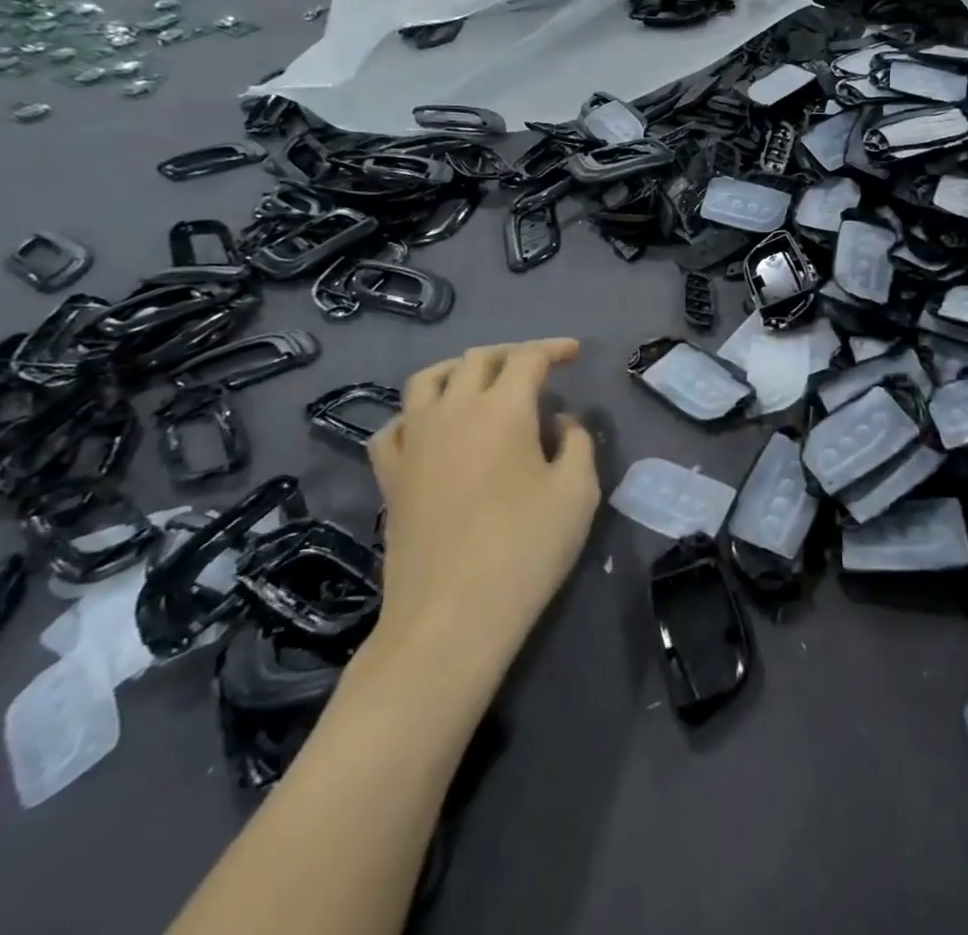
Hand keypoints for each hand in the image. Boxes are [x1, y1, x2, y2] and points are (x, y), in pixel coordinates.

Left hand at [366, 339, 599, 671]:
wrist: (449, 619)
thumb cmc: (525, 551)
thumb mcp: (577, 493)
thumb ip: (577, 443)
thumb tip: (560, 421)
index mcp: (502, 409)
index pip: (528, 358)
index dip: (554, 348)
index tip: (575, 353)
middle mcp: (452, 410)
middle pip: (478, 359)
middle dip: (512, 354)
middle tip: (538, 369)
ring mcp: (414, 441)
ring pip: (428, 379)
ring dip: (460, 370)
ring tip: (481, 383)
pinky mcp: (390, 476)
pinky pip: (395, 425)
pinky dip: (416, 413)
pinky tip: (430, 428)